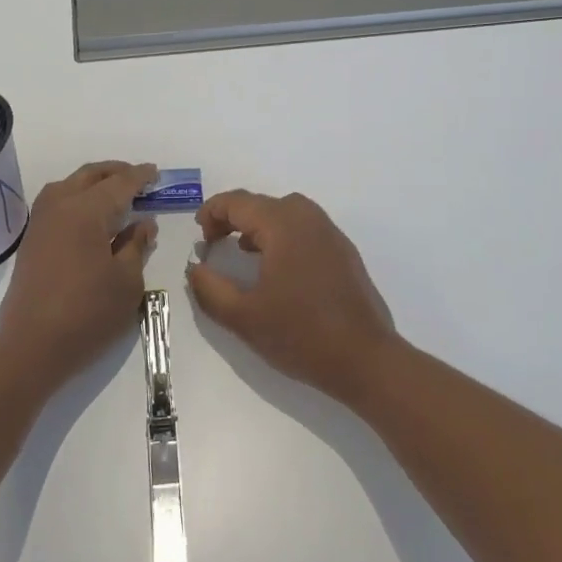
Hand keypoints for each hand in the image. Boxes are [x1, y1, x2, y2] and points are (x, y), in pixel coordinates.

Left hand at [0, 161, 157, 391]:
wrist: (31, 347)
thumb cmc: (87, 314)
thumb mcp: (127, 282)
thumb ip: (136, 245)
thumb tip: (144, 223)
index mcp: (85, 210)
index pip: (119, 183)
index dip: (140, 177)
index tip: (155, 173)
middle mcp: (59, 205)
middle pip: (90, 175)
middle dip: (116, 172)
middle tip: (138, 180)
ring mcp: (41, 221)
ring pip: (70, 185)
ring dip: (94, 183)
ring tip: (116, 195)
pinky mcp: (32, 239)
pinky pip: (58, 202)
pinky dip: (78, 198)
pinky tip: (92, 217)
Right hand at [187, 190, 398, 405]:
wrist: (365, 359)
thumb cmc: (301, 334)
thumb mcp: (244, 317)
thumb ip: (210, 289)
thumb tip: (195, 268)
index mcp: (282, 224)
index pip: (238, 202)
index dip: (212, 212)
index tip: (199, 235)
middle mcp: (307, 217)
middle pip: (261, 203)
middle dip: (233, 218)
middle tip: (214, 243)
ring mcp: (330, 232)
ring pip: (285, 213)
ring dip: (259, 225)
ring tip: (242, 251)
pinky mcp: (343, 251)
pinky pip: (304, 228)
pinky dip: (282, 235)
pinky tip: (277, 267)